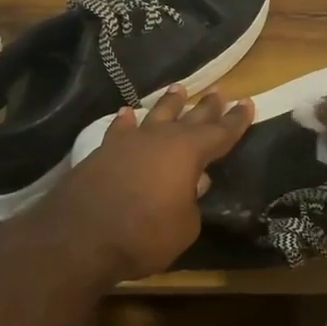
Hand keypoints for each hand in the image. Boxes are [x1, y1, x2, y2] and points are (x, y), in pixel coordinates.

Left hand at [31, 86, 253, 284]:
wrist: (79, 237)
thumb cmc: (143, 235)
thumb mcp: (184, 227)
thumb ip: (192, 203)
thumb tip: (194, 185)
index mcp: (188, 153)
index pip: (220, 133)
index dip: (235, 120)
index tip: (247, 103)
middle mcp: (160, 139)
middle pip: (189, 117)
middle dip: (207, 106)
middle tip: (220, 92)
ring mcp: (129, 143)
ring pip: (155, 115)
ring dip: (168, 104)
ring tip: (179, 89)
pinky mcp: (102, 153)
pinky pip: (120, 130)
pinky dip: (126, 122)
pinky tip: (126, 114)